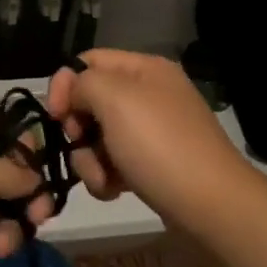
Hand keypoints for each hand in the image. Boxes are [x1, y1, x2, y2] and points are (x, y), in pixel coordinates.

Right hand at [47, 49, 259, 236]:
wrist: (211, 205)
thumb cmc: (159, 145)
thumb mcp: (114, 99)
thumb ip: (82, 83)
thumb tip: (74, 96)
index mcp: (144, 69)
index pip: (87, 62)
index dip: (64, 85)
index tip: (55, 117)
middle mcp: (148, 94)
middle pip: (90, 102)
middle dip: (77, 129)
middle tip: (80, 146)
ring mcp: (151, 131)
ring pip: (97, 137)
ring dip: (89, 160)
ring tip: (103, 179)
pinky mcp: (151, 164)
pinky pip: (113, 163)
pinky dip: (106, 177)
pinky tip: (114, 191)